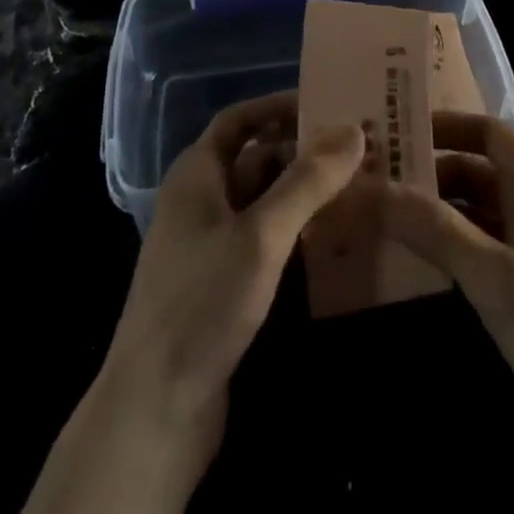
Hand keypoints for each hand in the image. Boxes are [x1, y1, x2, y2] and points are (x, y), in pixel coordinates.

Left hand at [105, 92, 362, 447]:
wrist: (155, 410)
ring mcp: (210, 245)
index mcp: (197, 174)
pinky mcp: (222, 285)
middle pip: (256, 159)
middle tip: (359, 150)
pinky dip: (296, 232)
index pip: (239, 120)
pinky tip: (334, 240)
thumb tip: (353, 129)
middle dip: (303, 152)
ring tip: (359, 188)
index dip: (278, 106)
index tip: (327, 103)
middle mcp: (201, 200)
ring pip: (264, 202)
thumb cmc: (203, 303)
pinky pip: (265, 241)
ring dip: (304, 194)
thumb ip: (307, 181)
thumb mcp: (261, 234)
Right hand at [380, 112, 513, 513]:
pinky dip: (440, 253)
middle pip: (473, 172)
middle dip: (425, 172)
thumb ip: (434, 228)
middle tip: (366, 176)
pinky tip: (400, 260)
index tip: (388, 128)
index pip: (486, 132)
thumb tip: (368, 185)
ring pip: (470, 216)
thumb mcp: (498, 275)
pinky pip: (473, 257)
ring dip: (428, 214)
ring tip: (370, 212)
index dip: (440, 126)